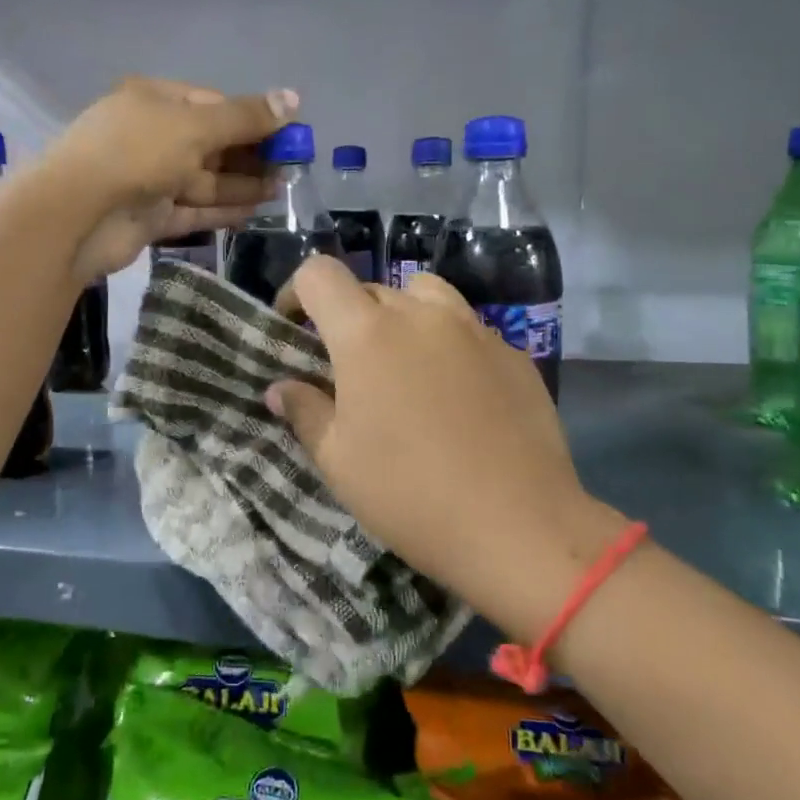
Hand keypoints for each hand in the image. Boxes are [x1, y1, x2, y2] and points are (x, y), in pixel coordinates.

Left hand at [35, 78, 296, 281]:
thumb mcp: (194, 126)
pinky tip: (256, 212)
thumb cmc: (135, 153)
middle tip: (292, 168)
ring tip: (283, 190)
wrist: (75, 215)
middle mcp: (151, 136)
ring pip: (205, 179)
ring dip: (242, 184)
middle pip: (211, 143)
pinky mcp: (149, 216)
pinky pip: (193, 210)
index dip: (252, 118)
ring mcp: (149, 178)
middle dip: (251, 154)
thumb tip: (293, 98)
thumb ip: (244, 117)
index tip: (289, 134)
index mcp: (155, 101)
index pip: (213, 104)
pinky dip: (222, 211)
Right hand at [267, 258, 621, 634]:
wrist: (519, 526)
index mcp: (367, 333)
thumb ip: (305, 412)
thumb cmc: (410, 494)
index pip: (319, 273)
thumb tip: (280, 388)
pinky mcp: (512, 353)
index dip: (297, 293)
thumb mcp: (339, 460)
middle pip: (371, 288)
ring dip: (402, 316)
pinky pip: (468, 329)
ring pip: (425, 295)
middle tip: (348, 368)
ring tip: (402, 364)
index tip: (295, 330)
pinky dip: (448, 344)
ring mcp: (474, 329)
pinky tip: (456, 395)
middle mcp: (420, 315)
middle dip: (349, 316)